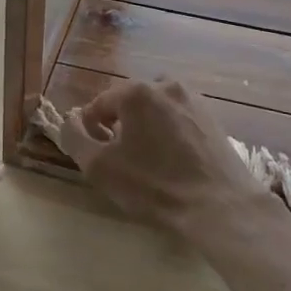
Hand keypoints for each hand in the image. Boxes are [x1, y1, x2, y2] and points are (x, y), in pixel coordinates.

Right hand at [58, 79, 271, 243]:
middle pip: (128, 102)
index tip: (96, 156)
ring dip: (145, 127)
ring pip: (155, 109)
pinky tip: (172, 161)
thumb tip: (70, 120)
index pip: (99, 104)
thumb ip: (74, 137)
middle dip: (119, 126)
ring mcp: (193, 99)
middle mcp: (165, 84)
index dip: (90, 130)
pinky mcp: (212, 117)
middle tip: (120, 159)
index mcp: (136, 91)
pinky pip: (178, 118)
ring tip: (147, 160)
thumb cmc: (153, 185)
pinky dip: (169, 133)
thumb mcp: (99, 167)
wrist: (220, 206)